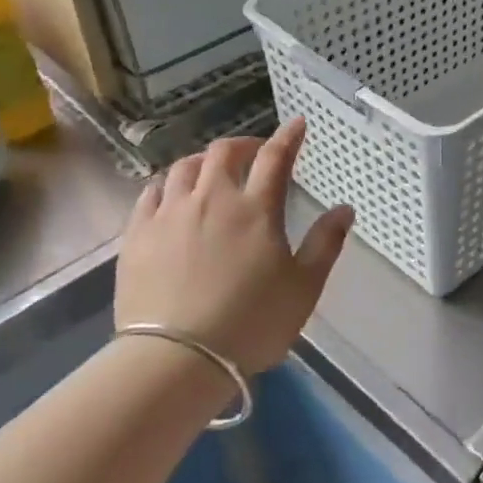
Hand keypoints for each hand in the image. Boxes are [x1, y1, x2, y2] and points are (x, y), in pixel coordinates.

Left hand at [115, 118, 353, 376]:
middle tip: (254, 154)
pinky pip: (150, 192)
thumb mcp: (303, 287)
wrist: (175, 359)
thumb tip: (345, 209)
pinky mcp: (137, 234)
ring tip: (212, 172)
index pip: (275, 157)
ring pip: (184, 167)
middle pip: (224, 152)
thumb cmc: (251, 323)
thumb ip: (326, 243)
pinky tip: (171, 194)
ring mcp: (169, 213)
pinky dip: (167, 185)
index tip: (296, 123)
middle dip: (243, 145)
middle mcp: (211, 198)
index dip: (288, 136)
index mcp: (256, 208)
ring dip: (203, 162)